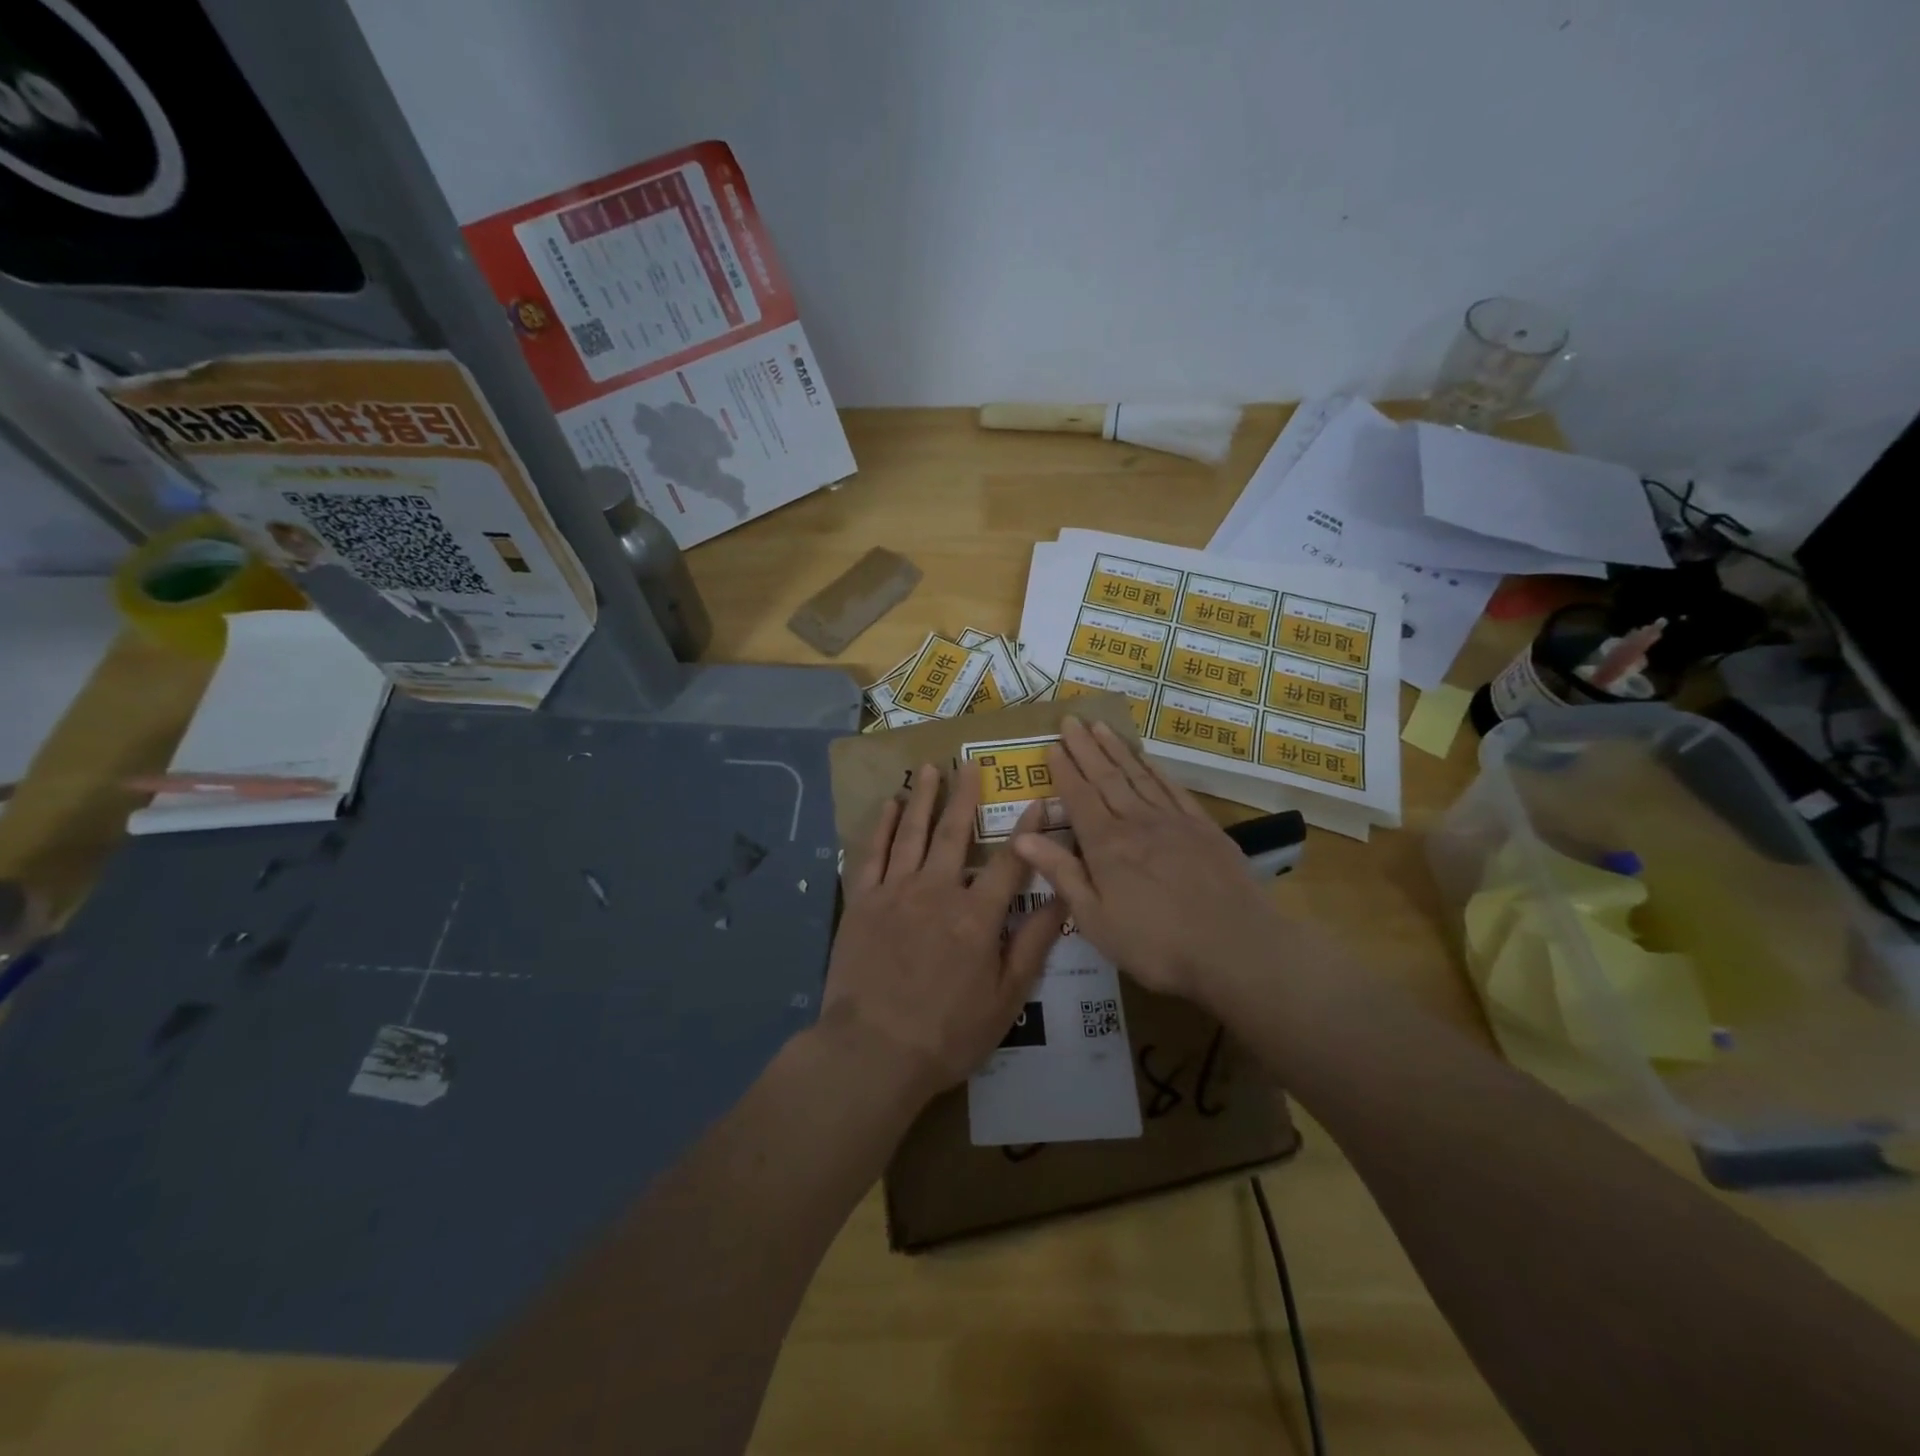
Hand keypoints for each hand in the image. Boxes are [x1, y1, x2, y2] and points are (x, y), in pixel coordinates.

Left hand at [822, 761, 1065, 1102]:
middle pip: (955, 833)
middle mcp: (937, 891)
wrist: (872, 1052)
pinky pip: (873, 854)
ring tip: (932, 768)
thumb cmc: (947, 1033)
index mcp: (977, 916)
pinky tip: (890, 806)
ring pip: (913, 833)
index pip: (1010, 861)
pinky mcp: (862, 901)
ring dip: (924, 798)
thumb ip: (1033, 945)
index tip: (1039, 801)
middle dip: (965, 795)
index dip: (1028, 830)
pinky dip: (883, 827)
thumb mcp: (1006, 999)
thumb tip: (1063, 899)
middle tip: (971, 763)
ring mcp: (895, 892)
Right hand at [1012, 718, 1283, 1004]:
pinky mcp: (1203, 827)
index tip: (1052, 744)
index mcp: (1106, 845)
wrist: (1237, 948)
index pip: (1079, 797)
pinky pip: (1172, 788)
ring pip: (1138, 775)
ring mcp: (1173, 821)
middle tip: (1071, 718)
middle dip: (1086, 747)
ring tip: (1101, 726)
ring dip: (1116, 749)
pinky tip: (1146, 758)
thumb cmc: (1157, 944)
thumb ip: (1062, 874)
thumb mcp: (1096, 920)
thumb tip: (1022, 837)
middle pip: (1106, 777)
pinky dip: (1155, 768)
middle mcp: (1137, 822)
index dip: (1064, 770)